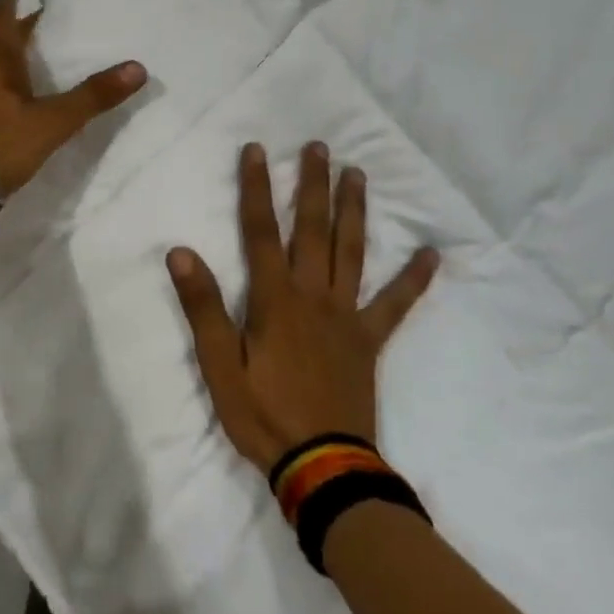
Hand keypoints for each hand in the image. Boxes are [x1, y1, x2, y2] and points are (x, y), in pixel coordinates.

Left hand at [0, 0, 146, 195]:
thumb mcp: (52, 121)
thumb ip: (93, 97)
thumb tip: (138, 67)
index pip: (3, 19)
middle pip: (0, 43)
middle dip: (21, 27)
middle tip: (41, 16)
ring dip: (14, 57)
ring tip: (35, 57)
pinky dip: (7, 85)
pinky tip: (19, 101)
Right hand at [167, 142, 438, 472]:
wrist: (322, 466)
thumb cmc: (263, 415)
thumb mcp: (219, 366)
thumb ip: (203, 308)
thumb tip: (181, 252)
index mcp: (274, 300)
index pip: (260, 231)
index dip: (256, 189)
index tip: (257, 150)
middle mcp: (313, 296)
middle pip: (313, 230)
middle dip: (313, 185)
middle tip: (319, 147)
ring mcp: (346, 316)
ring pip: (352, 253)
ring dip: (354, 211)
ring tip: (358, 174)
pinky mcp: (368, 341)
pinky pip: (395, 305)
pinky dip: (413, 280)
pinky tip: (432, 255)